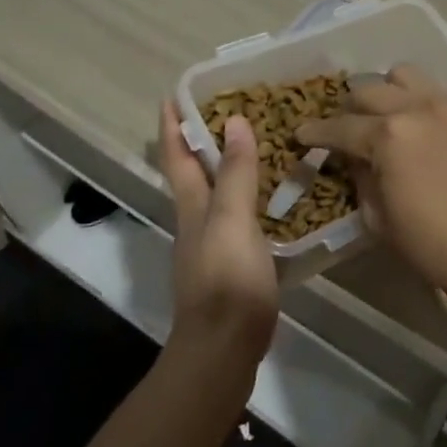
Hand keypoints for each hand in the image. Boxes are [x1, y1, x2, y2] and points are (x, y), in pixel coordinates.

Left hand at [158, 101, 279, 369]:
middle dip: (200, 140)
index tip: (172, 95)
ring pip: (216, 194)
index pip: (176, 156)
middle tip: (228, 109)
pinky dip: (249, 198)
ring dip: (228, 167)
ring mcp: (212, 246)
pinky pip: (239, 217)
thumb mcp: (232, 220)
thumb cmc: (227, 280)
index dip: (172, 125)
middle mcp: (196, 221)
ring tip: (257, 145)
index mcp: (192, 206)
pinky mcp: (232, 266)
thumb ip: (235, 173)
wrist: (224, 351)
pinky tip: (274, 199)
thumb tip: (234, 120)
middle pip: (192, 173)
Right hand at [294, 66, 446, 316]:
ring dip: (388, 92)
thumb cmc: (433, 246)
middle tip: (347, 130)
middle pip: (369, 90)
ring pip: (405, 76)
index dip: (315, 133)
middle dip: (350, 110)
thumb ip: (360, 178)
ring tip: (388, 116)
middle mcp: (417, 107)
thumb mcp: (378, 219)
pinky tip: (426, 128)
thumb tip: (354, 158)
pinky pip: (439, 92)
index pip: (340, 127)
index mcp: (388, 135)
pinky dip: (423, 103)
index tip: (302, 135)